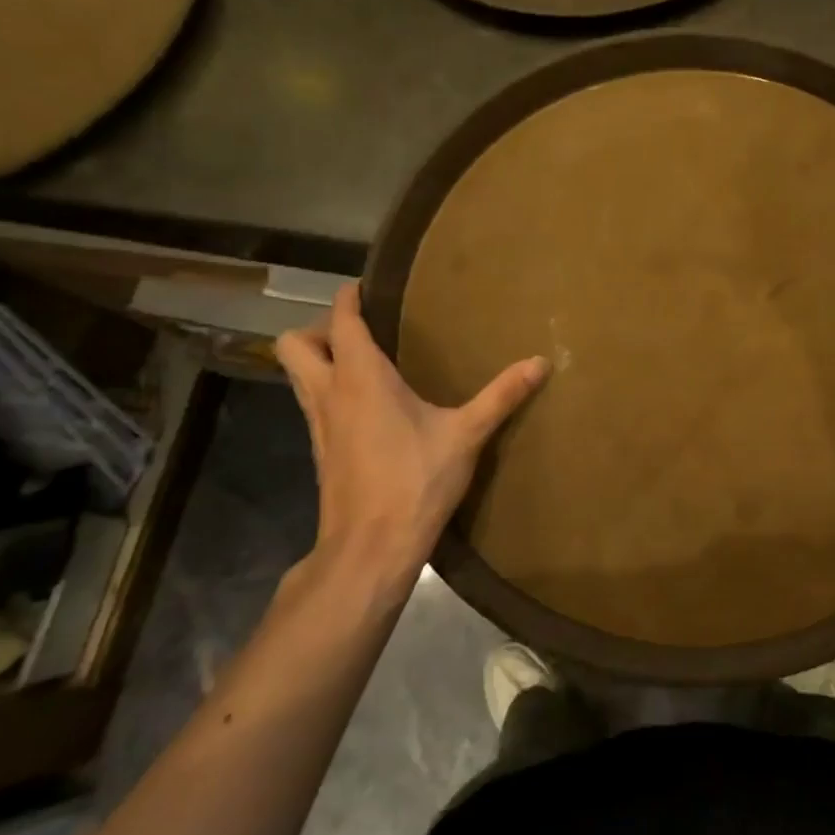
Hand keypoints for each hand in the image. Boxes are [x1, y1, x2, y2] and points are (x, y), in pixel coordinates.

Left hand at [275, 284, 548, 588]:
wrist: (370, 548)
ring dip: (319, 360)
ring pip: (297, 375)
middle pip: (293, 344)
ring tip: (365, 362)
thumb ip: (502, 395)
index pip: (341, 320)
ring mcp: (318, 425)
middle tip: (362, 332)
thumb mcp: (467, 435)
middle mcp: (329, 393)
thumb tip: (541, 362)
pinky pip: (312, 404)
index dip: (348, 297)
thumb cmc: (415, 481)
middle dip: (319, 329)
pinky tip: (368, 407)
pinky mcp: (321, 452)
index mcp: (360, 377)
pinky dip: (328, 391)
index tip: (368, 286)